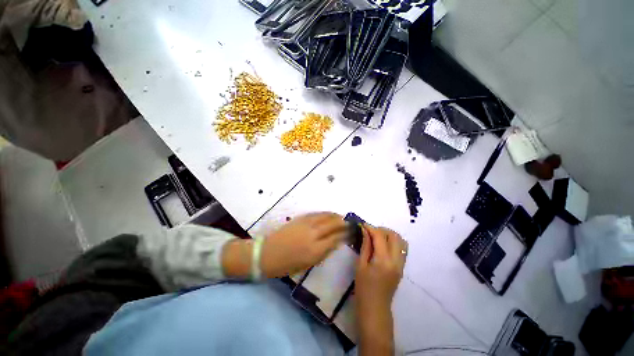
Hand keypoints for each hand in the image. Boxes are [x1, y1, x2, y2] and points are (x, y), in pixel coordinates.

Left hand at [259, 212, 347, 277]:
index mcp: (316, 250)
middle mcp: (313, 235)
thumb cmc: (288, 264)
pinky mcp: (301, 219)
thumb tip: (336, 242)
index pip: (336, 238)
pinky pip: (317, 214)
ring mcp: (307, 224)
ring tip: (342, 217)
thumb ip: (324, 252)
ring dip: (336, 216)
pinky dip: (325, 213)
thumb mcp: (308, 263)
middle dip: (343, 223)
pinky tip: (329, 214)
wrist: (268, 253)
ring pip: (326, 217)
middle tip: (350, 223)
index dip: (345, 235)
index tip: (351, 233)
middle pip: (333, 225)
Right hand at [355, 225, 406, 355]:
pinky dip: (393, 242)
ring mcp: (401, 264)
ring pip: (401, 241)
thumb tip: (365, 230)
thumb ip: (365, 245)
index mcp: (383, 261)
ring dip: (389, 234)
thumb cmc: (363, 287)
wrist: (376, 308)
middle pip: (394, 235)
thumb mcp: (360, 265)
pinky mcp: (402, 267)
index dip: (371, 228)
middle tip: (370, 231)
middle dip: (381, 229)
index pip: (380, 236)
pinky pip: (401, 248)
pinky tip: (383, 245)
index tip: (362, 224)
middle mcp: (396, 260)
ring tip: (377, 237)